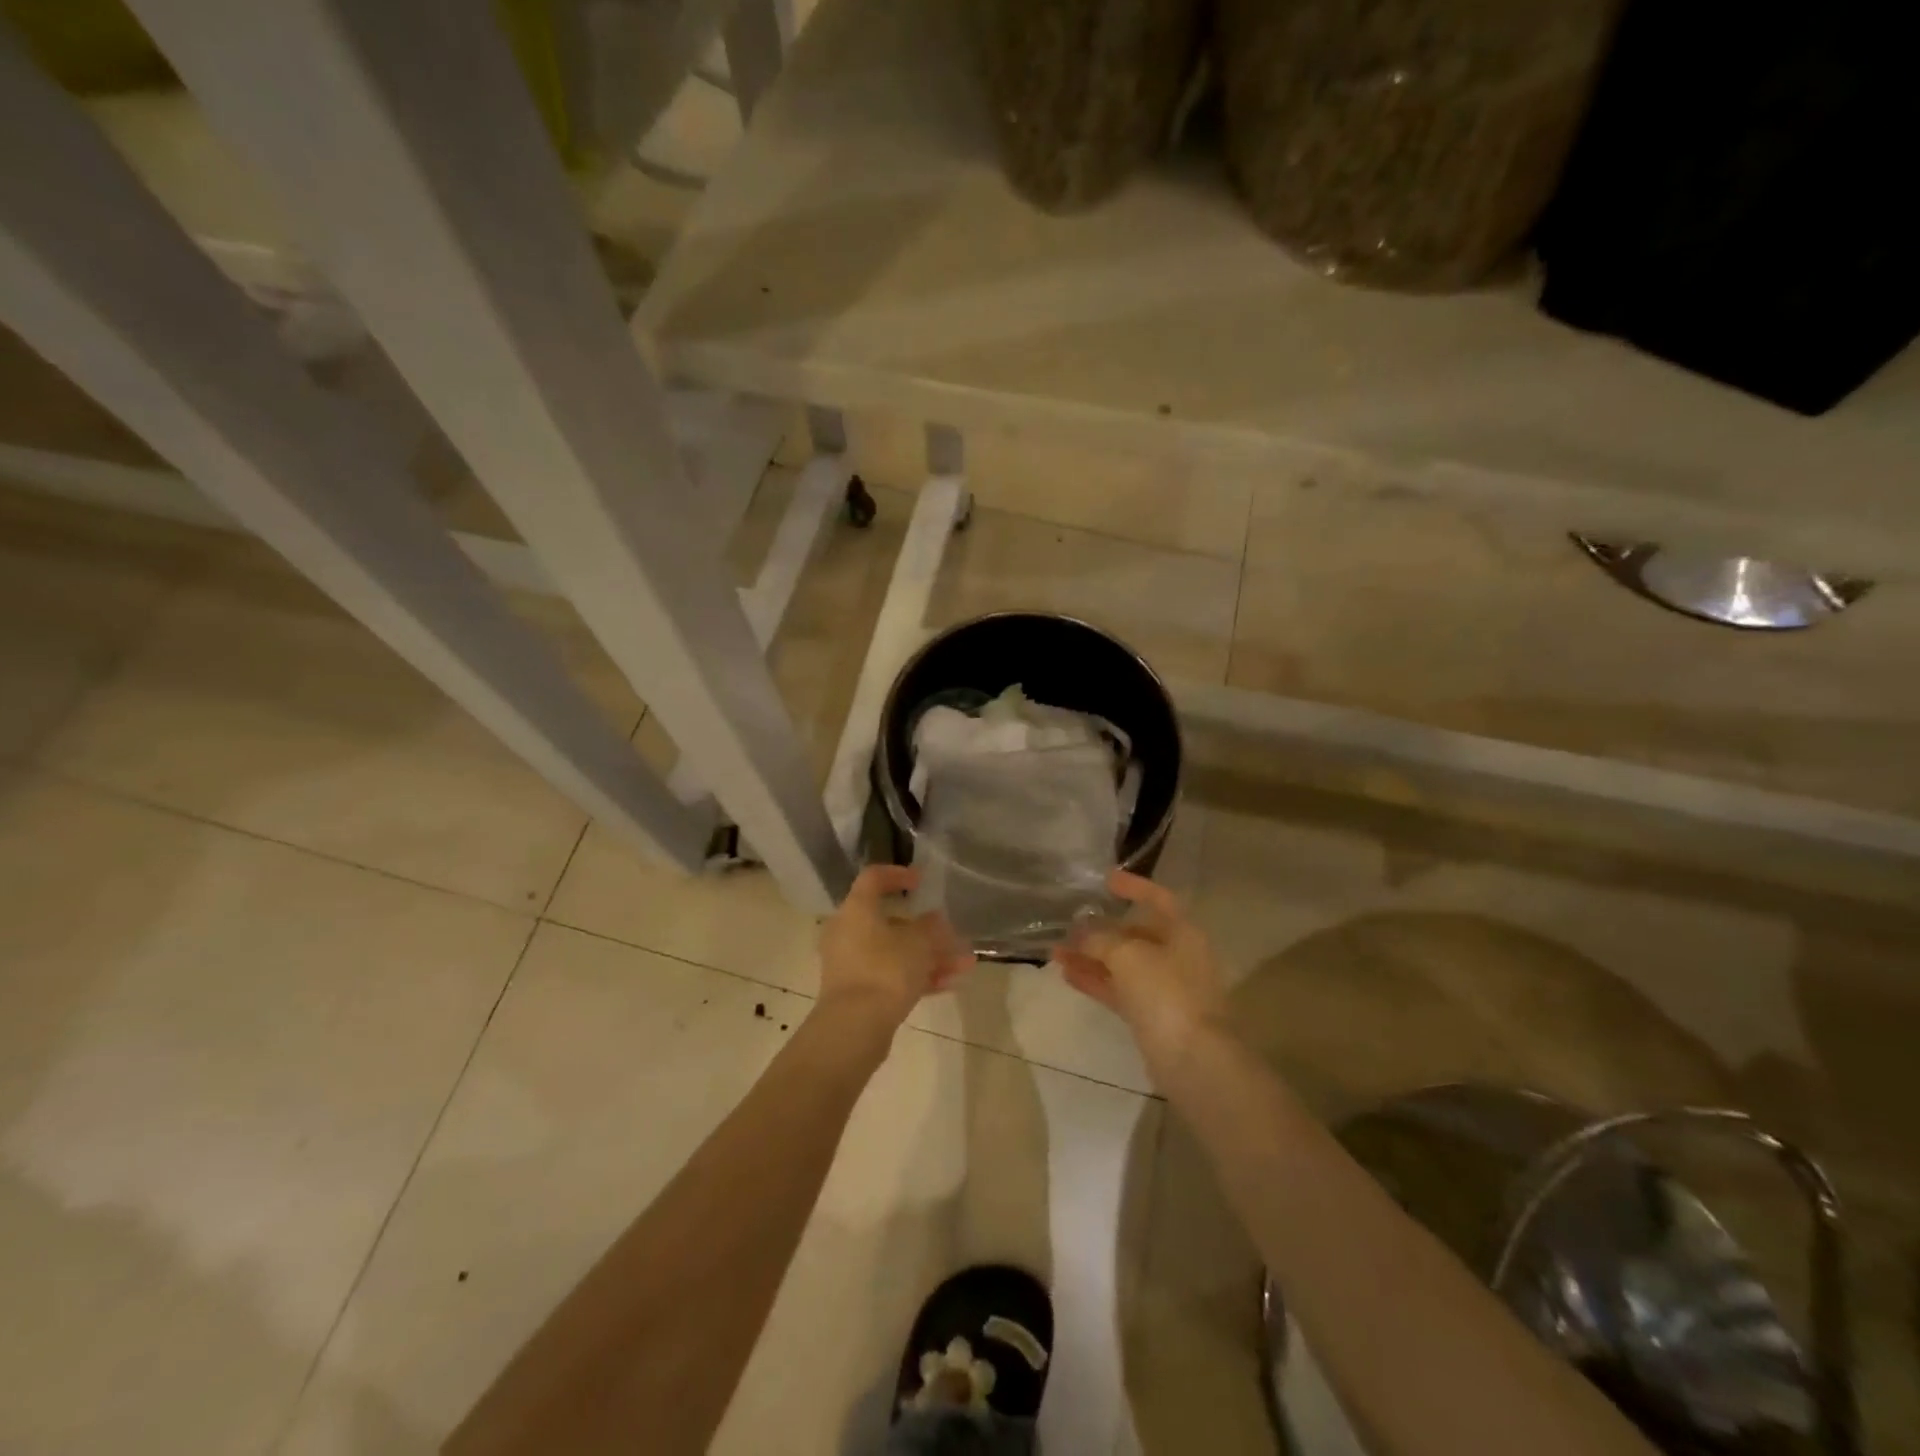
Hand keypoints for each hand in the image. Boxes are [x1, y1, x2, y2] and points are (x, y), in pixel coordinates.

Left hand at [815, 865, 972, 1043]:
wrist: (854, 1027)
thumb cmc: (886, 970)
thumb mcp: (918, 944)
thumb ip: (931, 927)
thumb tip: (935, 919)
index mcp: (857, 909)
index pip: (873, 878)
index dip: (898, 874)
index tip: (922, 881)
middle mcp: (848, 931)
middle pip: (890, 921)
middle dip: (927, 930)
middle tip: (953, 934)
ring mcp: (851, 963)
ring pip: (895, 952)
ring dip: (929, 956)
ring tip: (964, 964)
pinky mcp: (857, 991)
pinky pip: (890, 975)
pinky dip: (917, 976)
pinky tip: (949, 985)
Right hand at [1057, 870, 1229, 1086]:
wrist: (1193, 1061)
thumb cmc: (1165, 993)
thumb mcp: (1127, 955)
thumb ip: (1100, 937)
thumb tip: (1081, 930)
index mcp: (1183, 933)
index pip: (1159, 899)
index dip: (1134, 887)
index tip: (1105, 880)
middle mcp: (1177, 956)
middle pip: (1136, 934)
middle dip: (1101, 929)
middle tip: (1068, 924)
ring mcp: (1165, 989)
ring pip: (1123, 965)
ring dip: (1091, 956)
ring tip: (1055, 951)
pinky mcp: (1152, 1017)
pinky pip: (1119, 990)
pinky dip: (1095, 980)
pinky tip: (1067, 974)